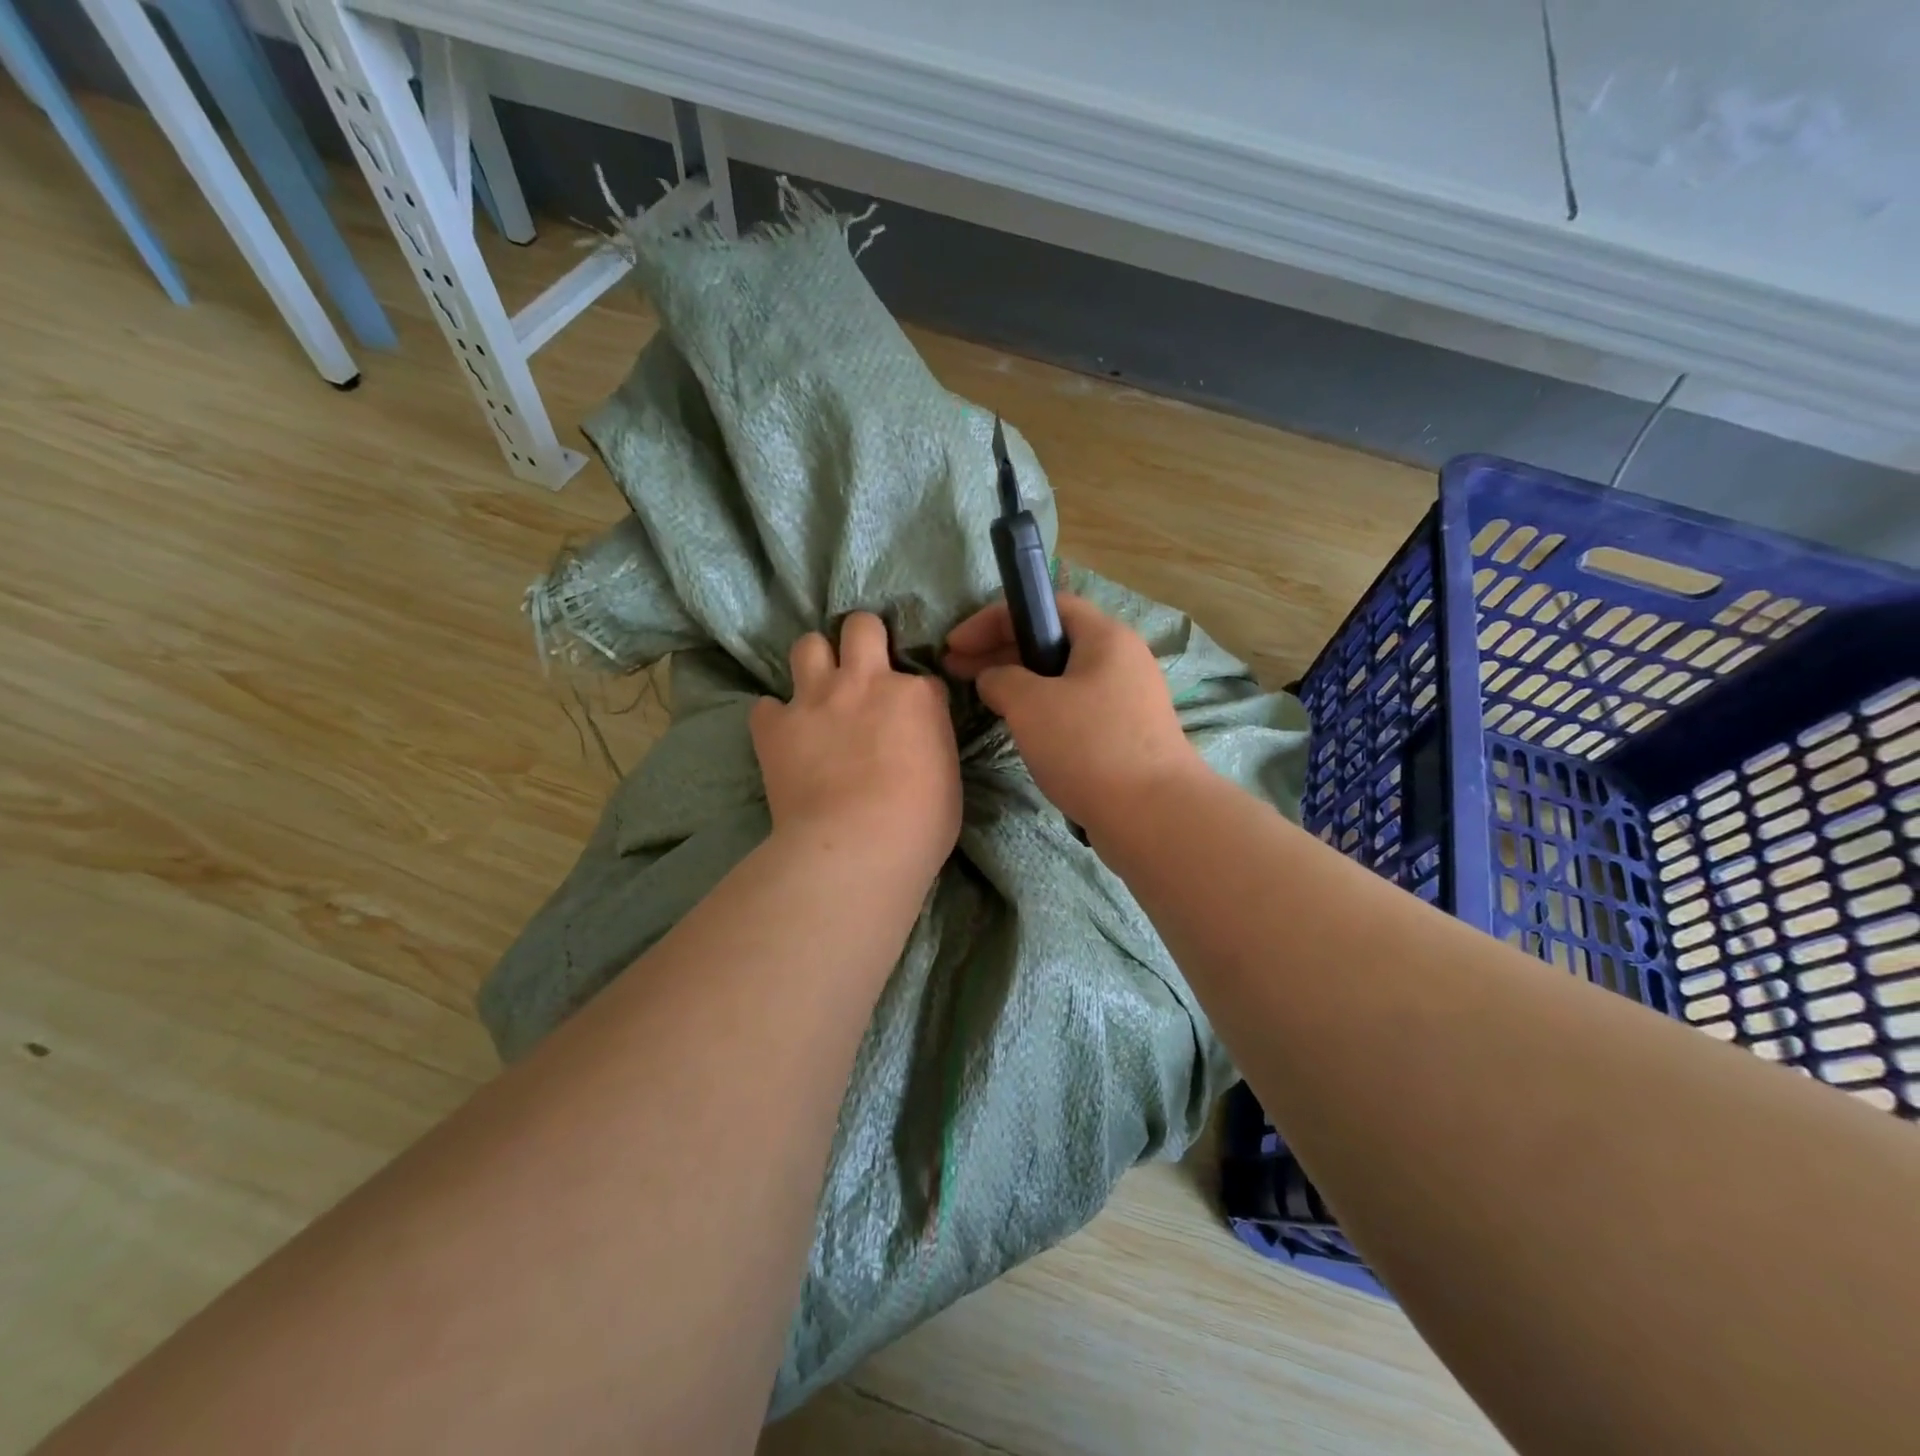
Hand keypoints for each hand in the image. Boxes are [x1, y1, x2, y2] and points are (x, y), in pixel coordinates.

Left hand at [752, 613, 961, 877]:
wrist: (856, 848)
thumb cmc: (919, 825)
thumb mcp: (947, 780)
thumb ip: (931, 746)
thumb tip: (916, 746)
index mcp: (916, 696)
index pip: (923, 678)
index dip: (917, 699)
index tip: (912, 722)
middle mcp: (865, 683)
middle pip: (861, 627)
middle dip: (863, 638)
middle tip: (863, 669)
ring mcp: (816, 700)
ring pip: (808, 645)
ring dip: (815, 663)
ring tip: (818, 691)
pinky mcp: (775, 726)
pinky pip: (765, 706)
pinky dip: (774, 719)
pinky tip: (782, 737)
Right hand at [944, 593, 1202, 834]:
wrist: (1153, 815)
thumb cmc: (1089, 746)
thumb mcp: (1030, 704)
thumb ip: (1001, 679)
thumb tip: (994, 680)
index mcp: (1105, 637)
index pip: (1045, 606)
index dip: (993, 618)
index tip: (955, 644)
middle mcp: (1120, 660)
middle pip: (1052, 641)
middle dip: (1000, 651)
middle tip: (956, 671)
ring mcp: (1126, 700)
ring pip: (1061, 678)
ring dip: (1018, 683)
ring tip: (982, 700)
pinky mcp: (1124, 735)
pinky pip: (1074, 709)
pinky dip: (1041, 711)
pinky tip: (1018, 729)